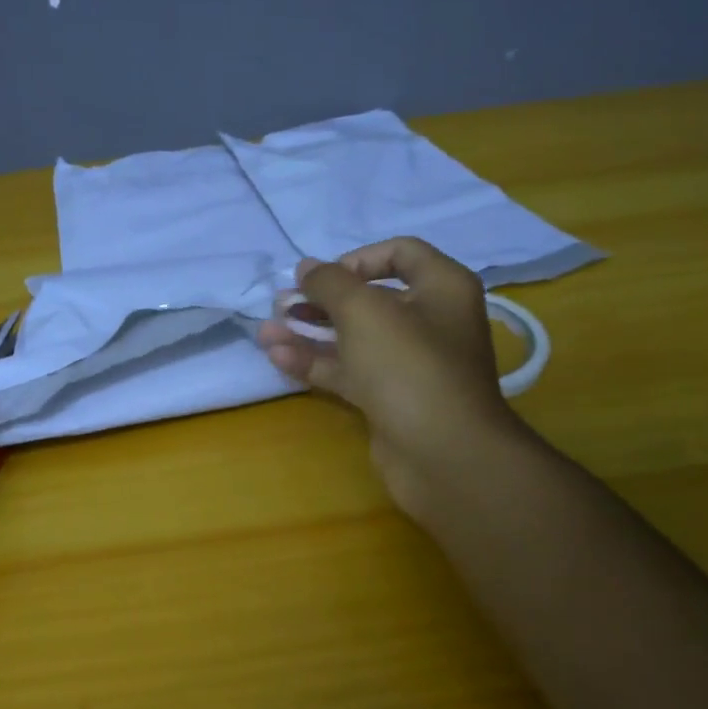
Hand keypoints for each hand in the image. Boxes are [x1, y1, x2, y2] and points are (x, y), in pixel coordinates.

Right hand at [257, 237, 526, 524]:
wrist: (442, 455)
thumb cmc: (408, 366)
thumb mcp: (364, 311)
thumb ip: (329, 283)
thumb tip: (307, 267)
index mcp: (441, 288)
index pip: (400, 254)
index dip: (357, 258)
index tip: (321, 277)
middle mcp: (429, 321)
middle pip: (369, 299)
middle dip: (320, 301)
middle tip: (281, 304)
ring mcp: (408, 364)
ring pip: (352, 339)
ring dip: (308, 333)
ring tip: (265, 332)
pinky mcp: (389, 398)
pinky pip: (348, 372)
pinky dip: (315, 363)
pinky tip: (277, 357)